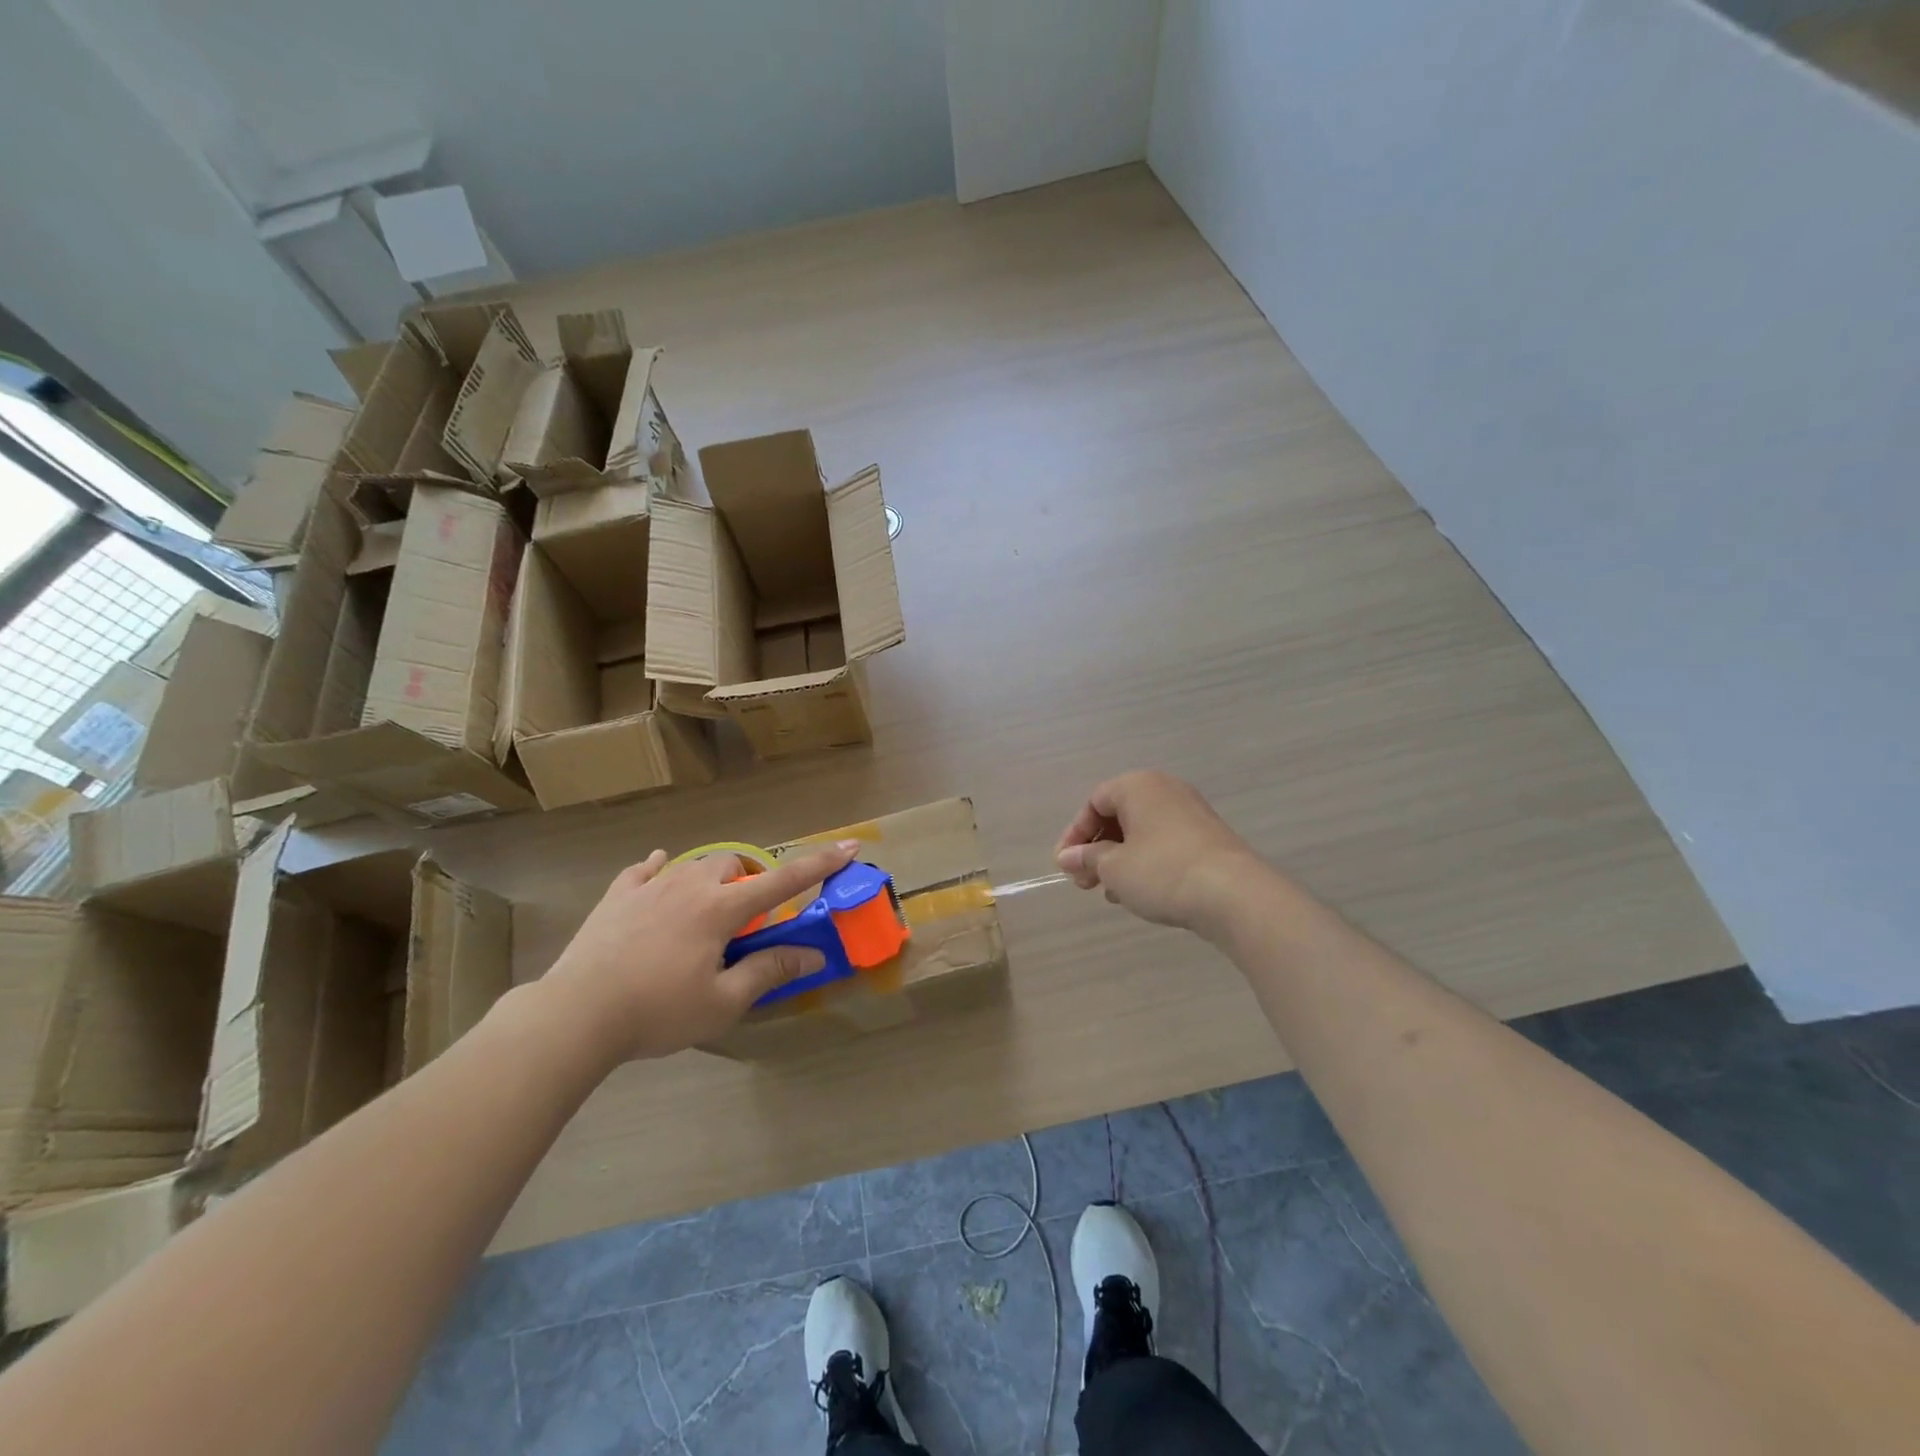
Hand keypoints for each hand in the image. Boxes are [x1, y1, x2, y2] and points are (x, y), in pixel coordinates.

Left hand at [542, 840, 860, 1060]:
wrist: (576, 1013)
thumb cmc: (658, 1011)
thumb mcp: (722, 1002)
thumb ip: (768, 971)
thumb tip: (812, 955)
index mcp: (721, 909)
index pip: (783, 881)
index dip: (820, 864)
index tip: (850, 847)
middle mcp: (690, 885)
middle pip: (733, 865)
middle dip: (749, 880)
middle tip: (746, 916)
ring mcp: (650, 887)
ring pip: (692, 865)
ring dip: (709, 879)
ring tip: (704, 907)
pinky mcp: (617, 897)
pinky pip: (643, 870)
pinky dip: (659, 871)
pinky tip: (656, 874)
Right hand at [1055, 771, 1260, 935]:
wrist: (1234, 894)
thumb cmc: (1162, 872)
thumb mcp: (1114, 868)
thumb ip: (1087, 858)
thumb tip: (1068, 857)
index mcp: (1137, 785)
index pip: (1094, 802)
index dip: (1075, 834)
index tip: (1066, 866)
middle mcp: (1165, 789)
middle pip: (1118, 815)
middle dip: (1097, 850)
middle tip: (1085, 883)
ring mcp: (1190, 812)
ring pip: (1142, 832)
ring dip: (1120, 860)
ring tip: (1112, 892)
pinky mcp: (1208, 837)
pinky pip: (1164, 843)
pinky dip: (1146, 862)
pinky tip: (1141, 892)